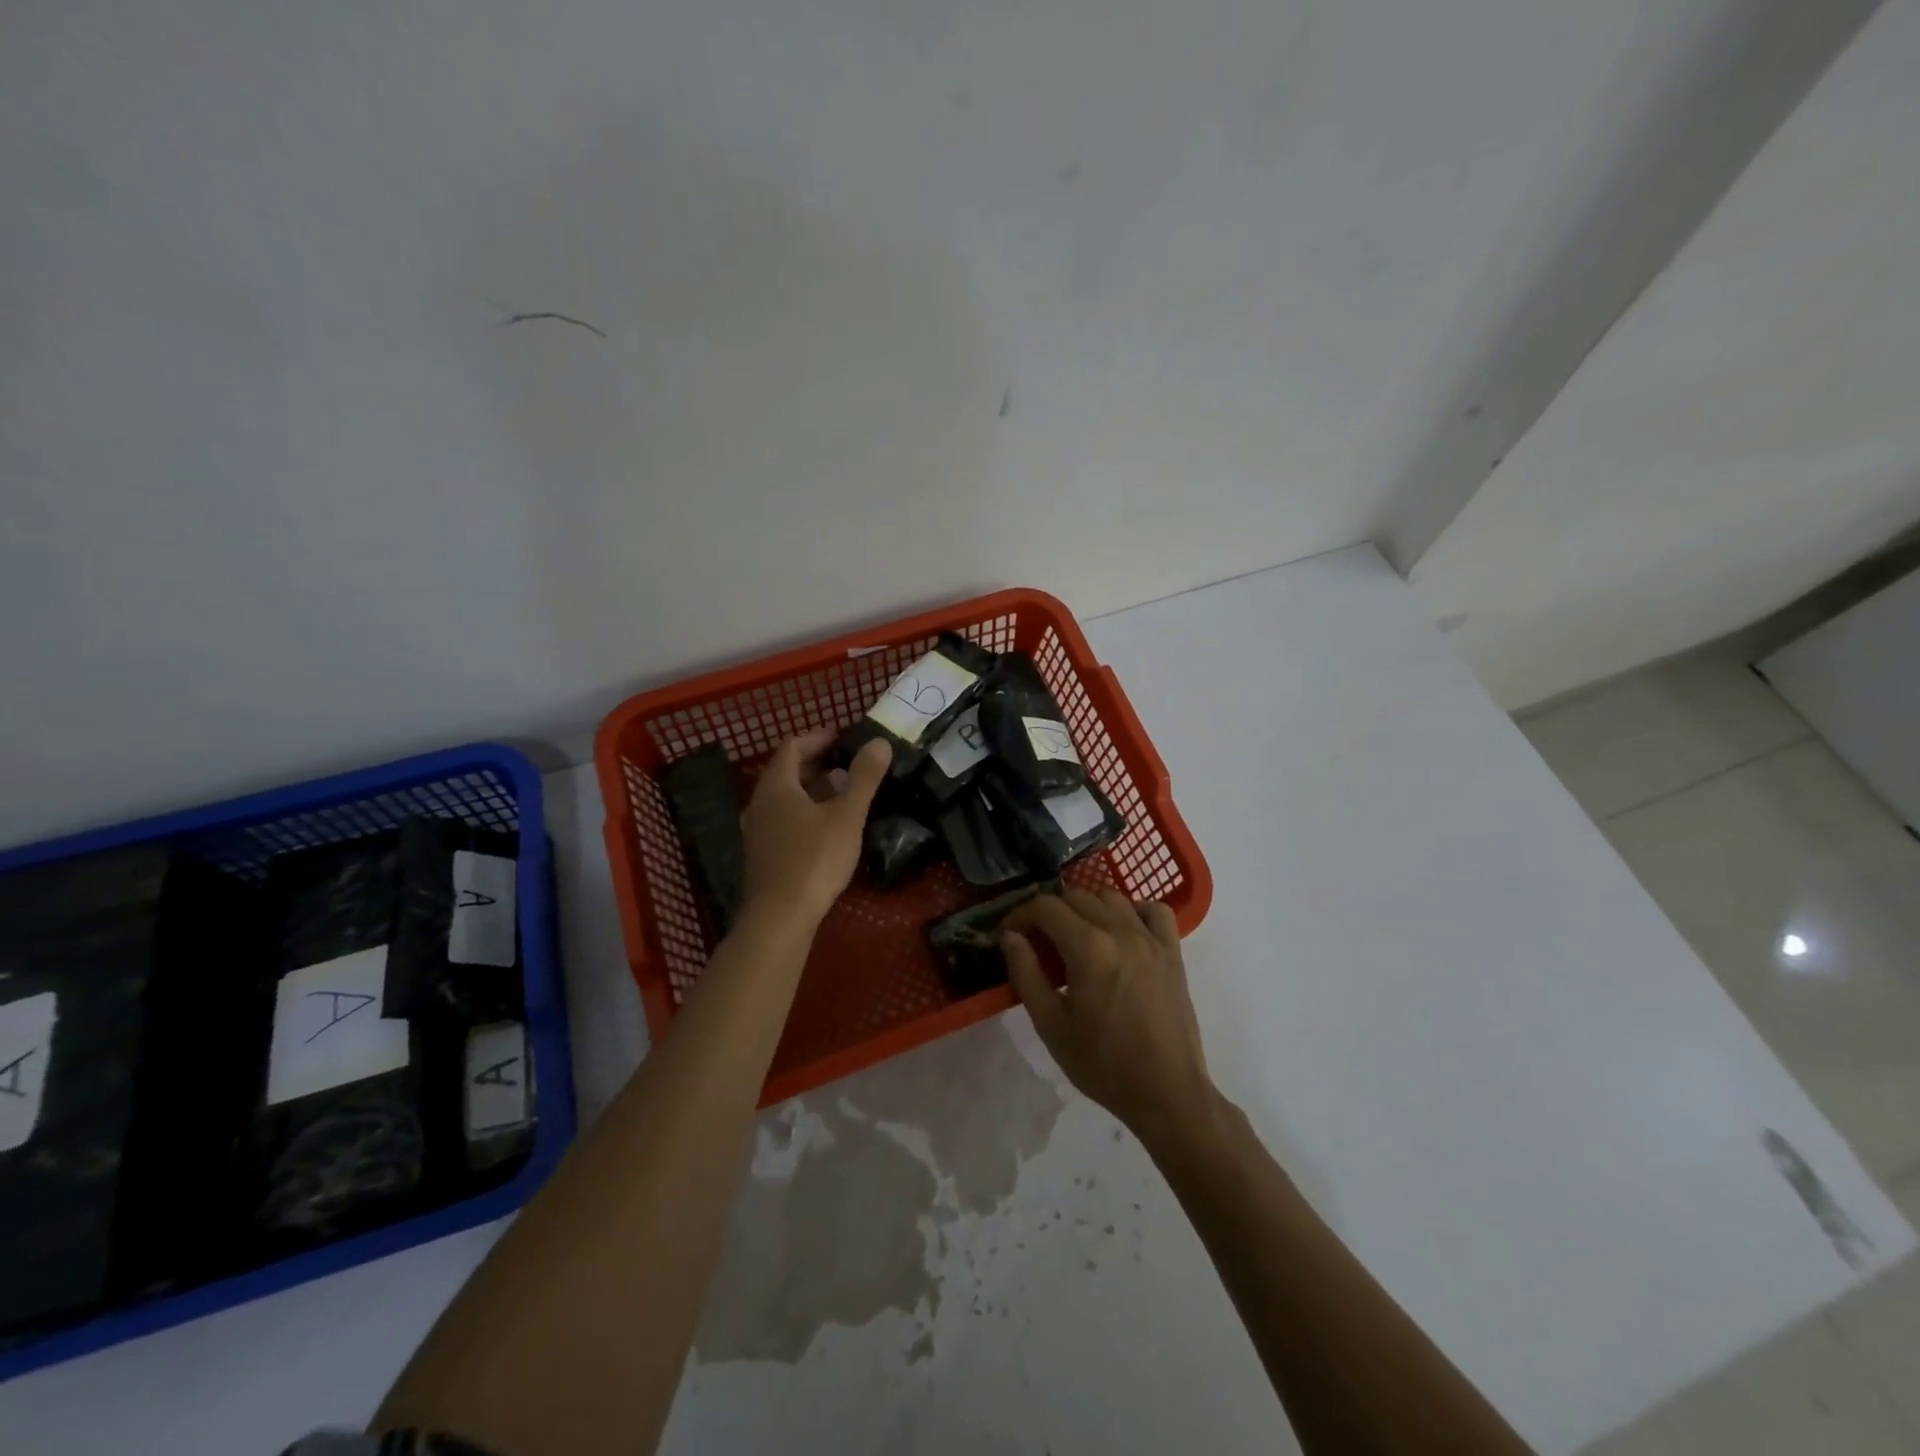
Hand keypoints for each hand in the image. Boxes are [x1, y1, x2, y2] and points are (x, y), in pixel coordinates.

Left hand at [740, 729, 890, 928]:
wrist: (779, 917)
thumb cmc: (814, 859)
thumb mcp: (846, 816)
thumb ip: (864, 777)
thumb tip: (879, 742)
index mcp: (776, 786)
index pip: (792, 746)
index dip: (817, 738)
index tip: (842, 737)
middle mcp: (760, 803)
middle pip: (786, 772)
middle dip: (817, 764)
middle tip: (848, 765)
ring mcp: (757, 830)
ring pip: (785, 798)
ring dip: (812, 790)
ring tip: (843, 794)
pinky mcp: (762, 854)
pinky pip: (783, 820)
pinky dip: (805, 812)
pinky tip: (827, 828)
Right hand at [1002, 889, 1216, 1146]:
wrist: (1166, 1092)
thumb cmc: (1103, 1063)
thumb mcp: (1050, 1025)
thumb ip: (1026, 974)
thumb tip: (1010, 937)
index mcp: (1088, 947)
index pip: (1046, 907)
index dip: (1021, 914)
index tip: (1010, 933)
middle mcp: (1120, 931)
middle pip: (1077, 896)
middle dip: (1050, 912)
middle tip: (1038, 940)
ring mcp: (1151, 938)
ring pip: (1112, 897)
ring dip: (1087, 908)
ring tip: (1076, 937)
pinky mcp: (1173, 952)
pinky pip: (1155, 911)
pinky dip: (1134, 911)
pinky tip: (1123, 932)